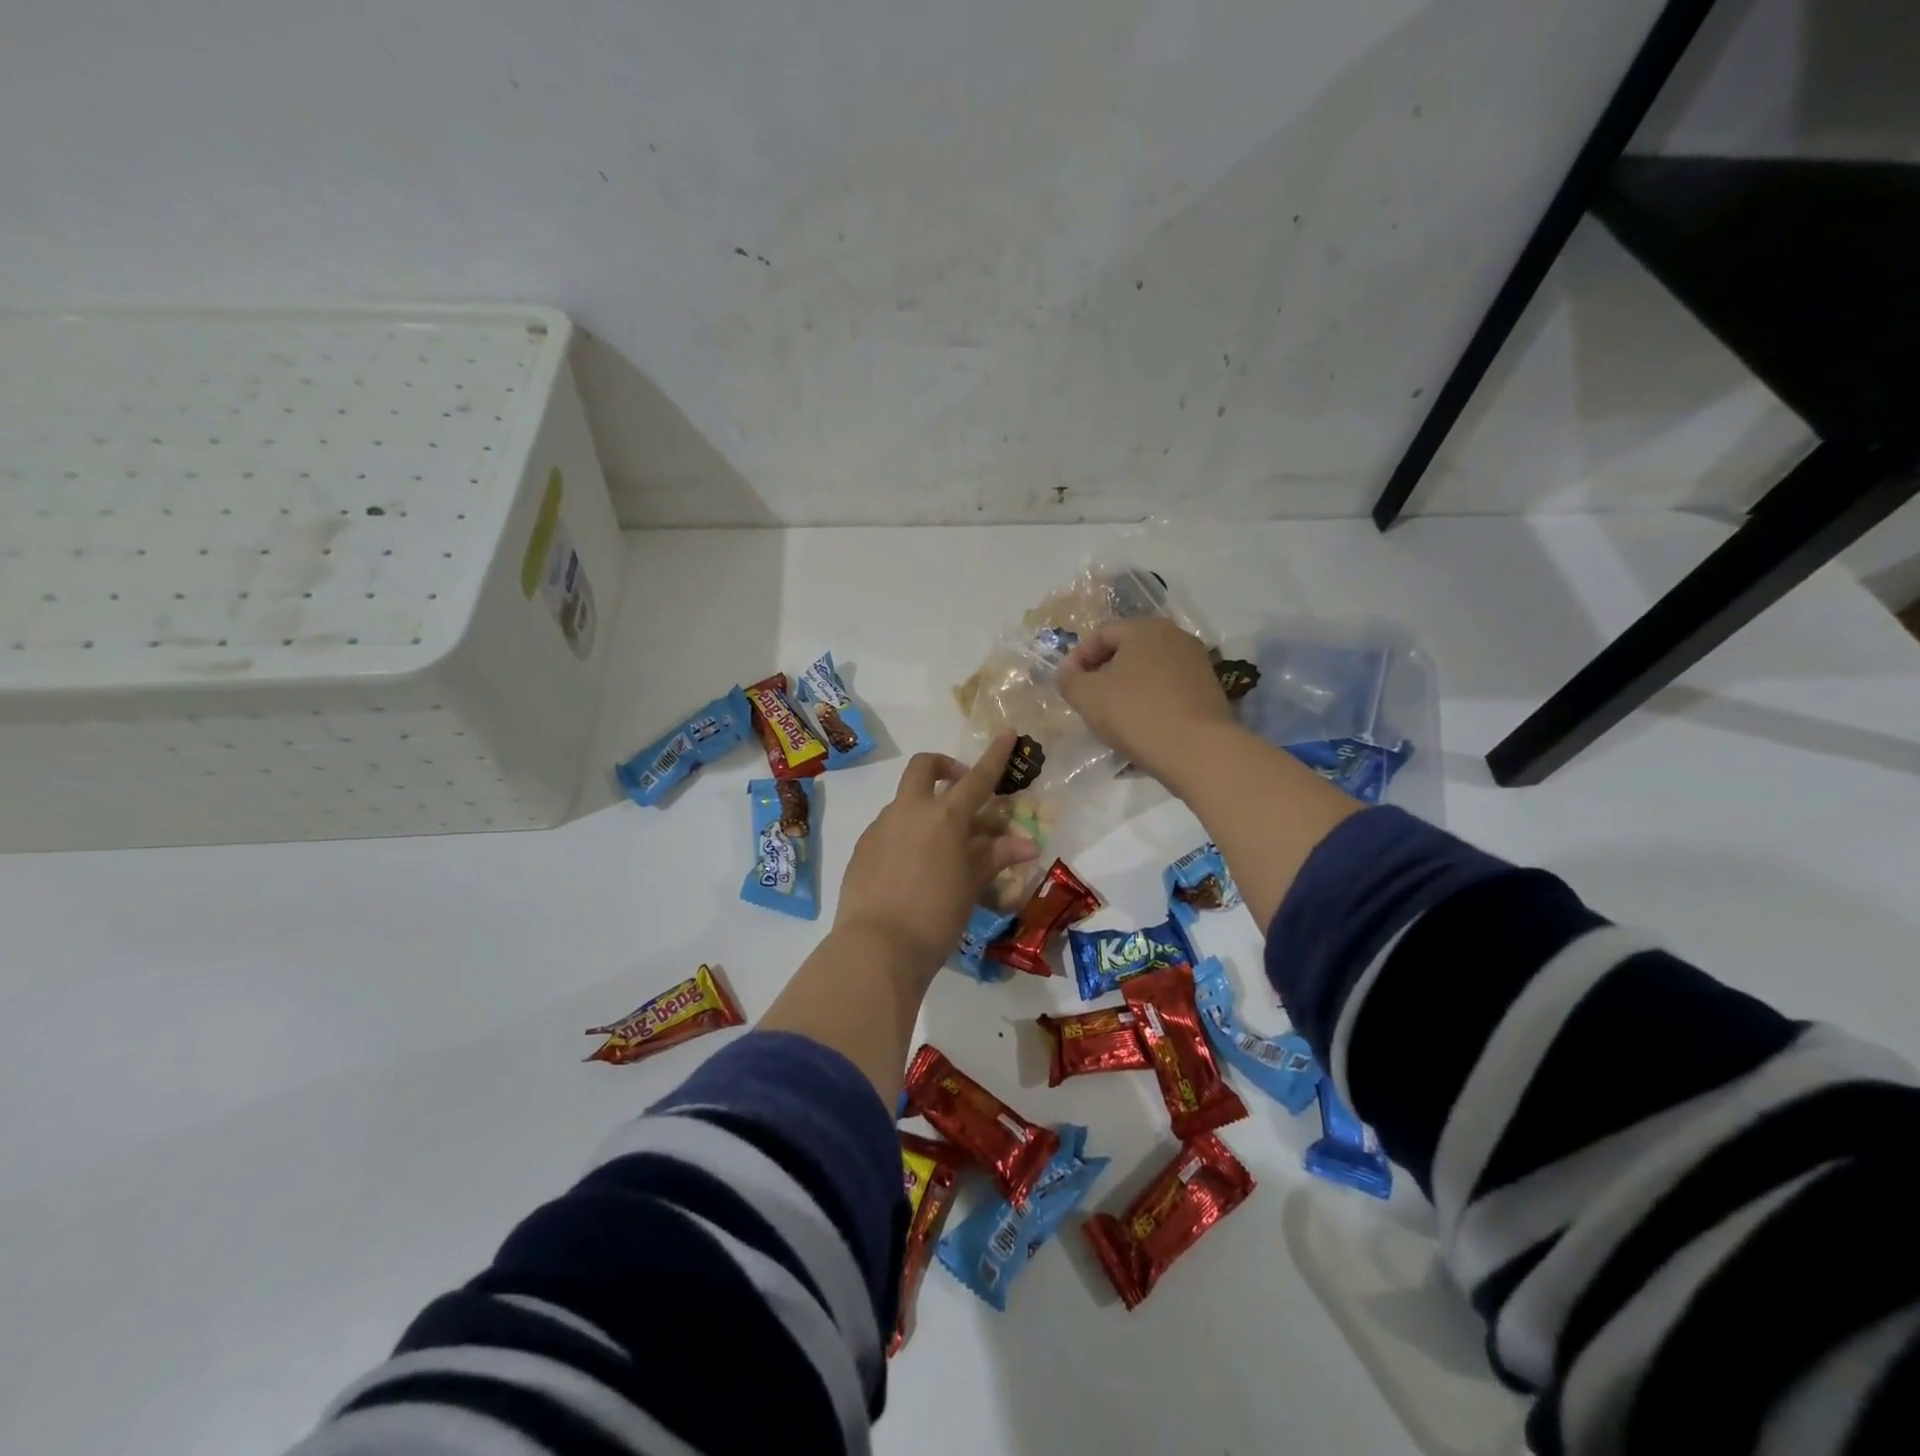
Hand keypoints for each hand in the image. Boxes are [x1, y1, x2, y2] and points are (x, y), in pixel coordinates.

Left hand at [835, 730, 1039, 975]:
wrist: (876, 947)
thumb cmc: (936, 916)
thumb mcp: (971, 886)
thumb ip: (995, 856)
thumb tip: (1027, 843)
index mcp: (944, 817)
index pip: (977, 778)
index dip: (995, 754)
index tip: (1007, 731)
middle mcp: (909, 811)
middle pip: (924, 767)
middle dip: (943, 767)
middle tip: (959, 788)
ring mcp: (881, 826)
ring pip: (905, 800)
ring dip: (925, 808)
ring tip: (941, 847)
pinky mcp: (862, 847)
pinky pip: (889, 827)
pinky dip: (906, 834)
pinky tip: (913, 867)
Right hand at [1055, 617, 1237, 784]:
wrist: (1198, 750)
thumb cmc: (1136, 714)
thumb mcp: (1087, 696)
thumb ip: (1069, 680)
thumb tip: (1067, 673)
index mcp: (1145, 628)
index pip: (1102, 634)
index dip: (1078, 658)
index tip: (1067, 685)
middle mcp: (1175, 636)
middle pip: (1129, 649)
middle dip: (1104, 672)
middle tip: (1088, 699)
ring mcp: (1197, 663)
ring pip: (1150, 671)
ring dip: (1128, 689)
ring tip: (1114, 716)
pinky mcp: (1210, 690)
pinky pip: (1169, 690)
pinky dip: (1151, 702)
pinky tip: (1142, 726)